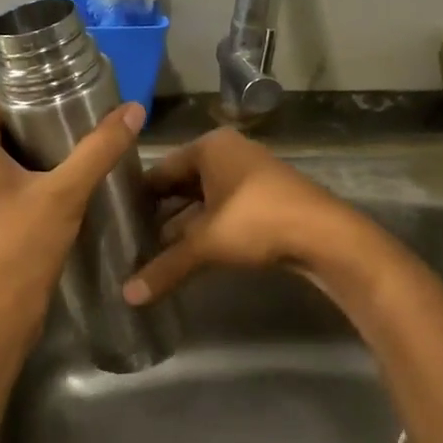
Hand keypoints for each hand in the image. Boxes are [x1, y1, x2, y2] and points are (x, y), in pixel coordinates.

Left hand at [0, 95, 145, 341]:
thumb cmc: (22, 247)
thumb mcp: (65, 193)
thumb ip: (99, 149)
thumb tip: (134, 109)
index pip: (0, 99)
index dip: (36, 93)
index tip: (75, 96)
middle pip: (3, 125)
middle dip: (43, 121)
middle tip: (86, 121)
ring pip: (4, 153)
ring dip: (39, 149)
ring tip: (81, 146)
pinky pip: (2, 177)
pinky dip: (29, 173)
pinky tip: (64, 179)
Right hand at [121, 129, 369, 303]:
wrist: (325, 236)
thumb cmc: (256, 222)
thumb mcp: (205, 244)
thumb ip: (165, 267)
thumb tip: (127, 295)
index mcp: (210, 147)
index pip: (160, 169)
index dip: (138, 195)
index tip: (116, 220)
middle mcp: (229, 153)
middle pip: (182, 183)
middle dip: (160, 212)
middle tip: (130, 238)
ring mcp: (250, 174)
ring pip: (203, 199)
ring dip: (183, 224)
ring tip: (153, 251)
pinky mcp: (265, 197)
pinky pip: (223, 209)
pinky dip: (206, 228)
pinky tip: (189, 253)